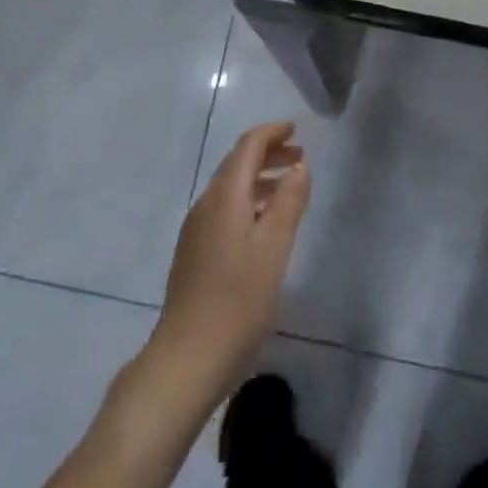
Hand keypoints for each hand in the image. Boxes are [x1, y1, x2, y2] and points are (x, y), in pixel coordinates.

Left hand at [148, 122, 310, 404]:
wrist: (188, 357)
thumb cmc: (238, 299)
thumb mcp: (274, 247)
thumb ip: (289, 201)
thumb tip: (299, 165)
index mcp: (224, 195)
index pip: (248, 146)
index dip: (272, 132)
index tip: (296, 129)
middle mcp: (206, 203)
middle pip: (237, 163)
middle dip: (268, 153)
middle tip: (299, 156)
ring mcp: (197, 228)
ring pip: (231, 187)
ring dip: (260, 178)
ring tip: (289, 187)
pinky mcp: (195, 252)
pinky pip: (224, 209)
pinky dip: (248, 201)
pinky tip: (264, 223)